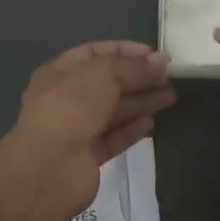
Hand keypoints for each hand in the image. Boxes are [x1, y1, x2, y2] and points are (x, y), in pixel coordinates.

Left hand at [1, 41, 176, 218]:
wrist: (48, 169)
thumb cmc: (71, 108)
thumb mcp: (103, 75)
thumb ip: (133, 67)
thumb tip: (161, 61)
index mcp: (59, 73)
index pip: (96, 53)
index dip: (125, 51)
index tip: (154, 54)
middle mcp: (66, 99)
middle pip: (108, 83)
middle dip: (138, 77)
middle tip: (169, 76)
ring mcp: (76, 129)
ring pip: (114, 110)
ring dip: (141, 101)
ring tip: (171, 96)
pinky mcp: (87, 157)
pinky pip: (113, 138)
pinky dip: (132, 129)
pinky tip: (151, 123)